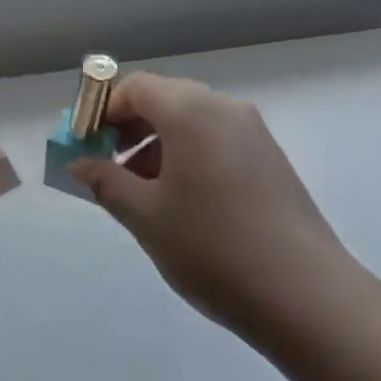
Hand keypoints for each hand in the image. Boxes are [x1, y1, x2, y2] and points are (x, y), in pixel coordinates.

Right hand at [66, 73, 346, 340]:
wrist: (303, 293)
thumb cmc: (211, 247)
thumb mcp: (145, 216)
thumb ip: (105, 181)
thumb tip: (77, 162)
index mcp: (191, 112)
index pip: (135, 87)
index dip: (103, 111)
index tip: (85, 148)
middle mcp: (226, 110)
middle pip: (165, 100)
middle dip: (128, 129)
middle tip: (108, 170)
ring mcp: (254, 134)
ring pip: (192, 123)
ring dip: (157, 145)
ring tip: (141, 194)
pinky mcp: (271, 160)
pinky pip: (217, 141)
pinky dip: (188, 157)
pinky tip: (181, 202)